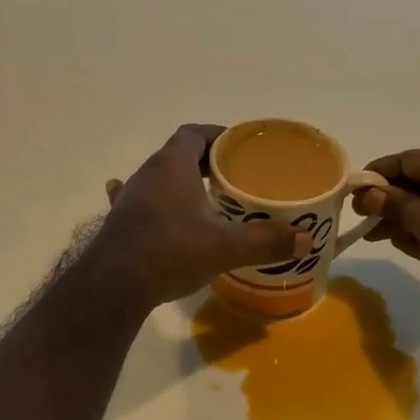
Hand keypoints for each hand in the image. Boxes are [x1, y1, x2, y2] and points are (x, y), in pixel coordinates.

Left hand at [93, 125, 309, 308]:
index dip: (217, 136)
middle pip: (178, 154)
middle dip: (206, 162)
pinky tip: (164, 218)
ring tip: (209, 201)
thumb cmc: (171, 251)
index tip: (238, 149)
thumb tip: (305, 240)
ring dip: (183, 184)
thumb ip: (266, 241)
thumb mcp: (225, 247)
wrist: (114, 285)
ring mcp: (131, 198)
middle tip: (233, 178)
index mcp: (172, 165)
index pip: (194, 134)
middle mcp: (148, 173)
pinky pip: (143, 203)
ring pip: (160, 179)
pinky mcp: (121, 222)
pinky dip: (158, 206)